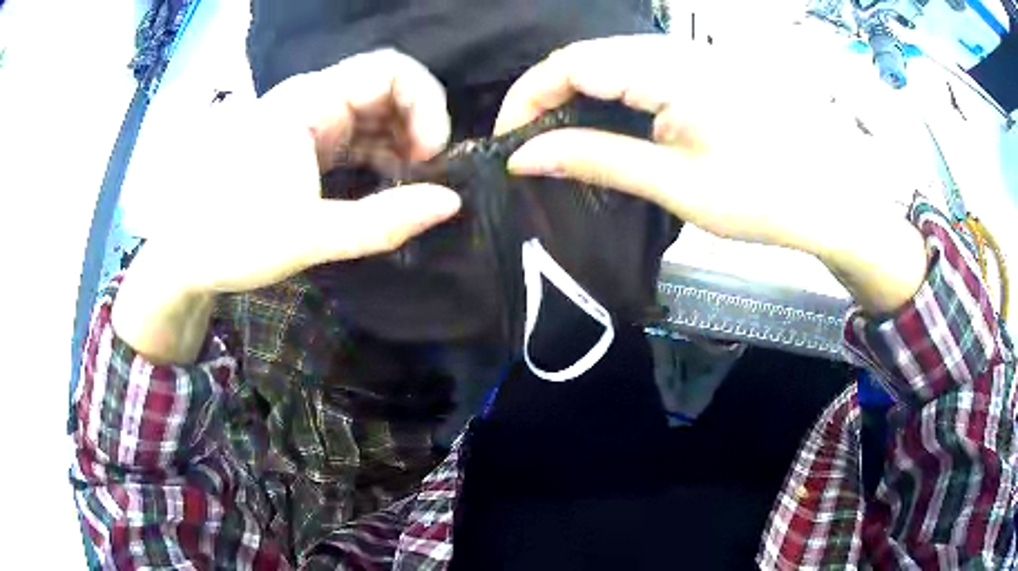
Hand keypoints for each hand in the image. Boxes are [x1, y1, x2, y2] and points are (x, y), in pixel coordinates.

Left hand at [113, 50, 460, 362]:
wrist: (184, 256)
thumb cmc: (232, 240)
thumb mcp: (308, 236)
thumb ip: (381, 221)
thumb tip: (451, 203)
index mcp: (309, 102)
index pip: (390, 70)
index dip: (425, 104)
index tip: (431, 156)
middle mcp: (313, 100)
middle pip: (388, 88)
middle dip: (419, 125)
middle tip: (426, 175)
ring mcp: (309, 121)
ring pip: (376, 112)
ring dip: (403, 143)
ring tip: (410, 186)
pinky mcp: (306, 144)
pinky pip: (358, 135)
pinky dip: (381, 156)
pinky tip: (387, 185)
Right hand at [496, 35, 926, 312]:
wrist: (831, 200)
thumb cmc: (764, 198)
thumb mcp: (677, 185)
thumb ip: (598, 160)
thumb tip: (526, 157)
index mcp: (670, 70)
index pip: (571, 62)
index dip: (527, 95)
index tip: (509, 140)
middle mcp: (676, 50)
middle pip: (587, 57)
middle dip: (547, 96)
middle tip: (531, 146)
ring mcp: (693, 57)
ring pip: (611, 62)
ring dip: (578, 97)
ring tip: (562, 142)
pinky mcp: (704, 71)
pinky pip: (639, 71)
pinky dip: (610, 97)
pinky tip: (609, 129)